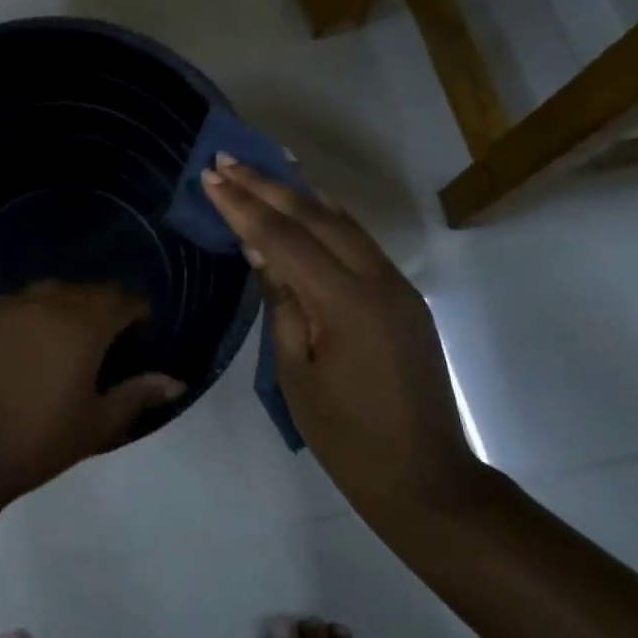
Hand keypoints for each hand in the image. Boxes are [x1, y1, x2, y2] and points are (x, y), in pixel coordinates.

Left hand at [0, 281, 185, 505]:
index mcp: (83, 326)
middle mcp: (48, 304)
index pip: (120, 300)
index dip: (137, 309)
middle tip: (111, 333)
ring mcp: (11, 307)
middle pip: (87, 290)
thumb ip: (136, 395)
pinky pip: (20, 300)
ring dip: (70, 302)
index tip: (142, 326)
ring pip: (52, 289)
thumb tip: (175, 382)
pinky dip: (36, 308)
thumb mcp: (96, 424)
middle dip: (105, 304)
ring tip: (73, 331)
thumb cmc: (38, 442)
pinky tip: (34, 333)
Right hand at [202, 158, 487, 520]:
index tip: (211, 176)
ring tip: (264, 164)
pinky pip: (360, 241)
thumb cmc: (345, 435)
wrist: (425, 479)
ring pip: (343, 220)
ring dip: (299, 191)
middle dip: (267, 185)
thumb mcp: (295, 370)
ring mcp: (397, 285)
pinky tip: (309, 201)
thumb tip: (261, 249)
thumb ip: (281, 301)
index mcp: (346, 303)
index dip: (243, 205)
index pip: (283, 238)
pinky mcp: (403, 296)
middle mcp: (378, 280)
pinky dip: (328, 215)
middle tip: (228, 159)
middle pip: (315, 216)